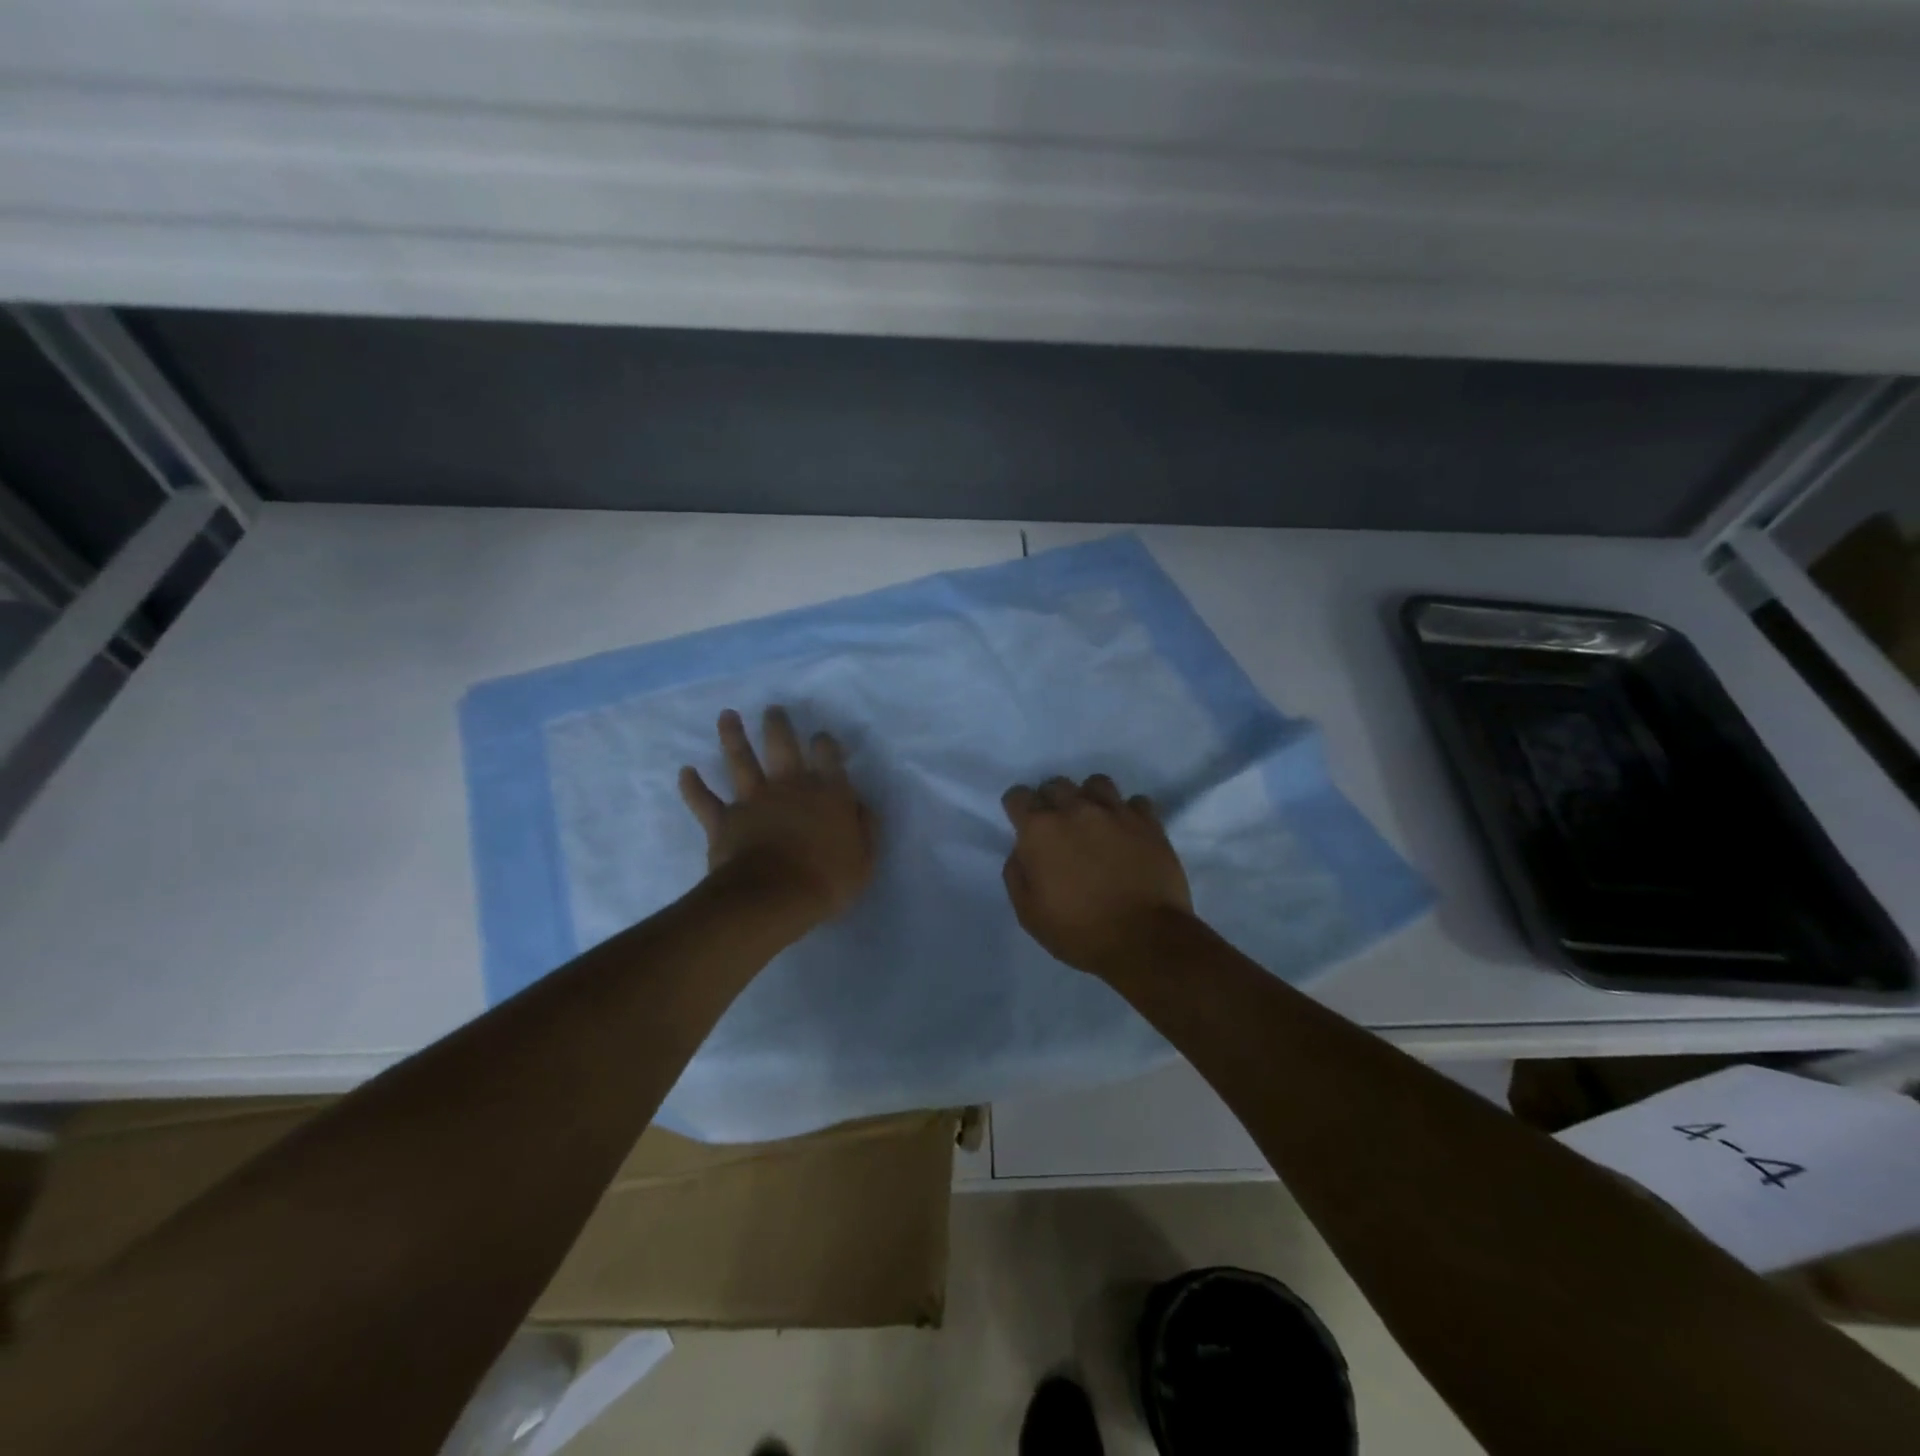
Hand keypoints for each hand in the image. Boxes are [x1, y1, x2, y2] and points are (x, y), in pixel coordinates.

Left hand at [679, 706, 876, 921]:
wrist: (773, 897)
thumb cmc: (827, 881)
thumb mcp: (864, 859)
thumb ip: (864, 828)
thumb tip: (859, 805)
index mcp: (828, 793)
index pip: (828, 756)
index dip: (825, 743)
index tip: (821, 739)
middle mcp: (790, 786)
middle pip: (782, 745)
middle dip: (778, 725)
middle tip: (773, 710)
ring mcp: (753, 800)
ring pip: (740, 760)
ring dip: (733, 736)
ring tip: (727, 715)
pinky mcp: (724, 819)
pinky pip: (704, 800)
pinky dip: (693, 786)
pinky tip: (685, 772)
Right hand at [1001, 774, 1193, 976]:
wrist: (1145, 939)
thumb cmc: (1080, 931)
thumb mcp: (1029, 914)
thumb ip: (1017, 874)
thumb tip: (1021, 852)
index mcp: (1040, 830)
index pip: (1018, 795)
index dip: (1017, 809)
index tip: (1023, 825)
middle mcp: (1076, 810)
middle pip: (1056, 784)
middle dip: (1051, 801)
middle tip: (1058, 828)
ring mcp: (1115, 812)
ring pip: (1096, 783)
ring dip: (1089, 798)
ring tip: (1094, 822)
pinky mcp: (1149, 822)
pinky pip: (1135, 802)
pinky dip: (1128, 813)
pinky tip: (1127, 832)